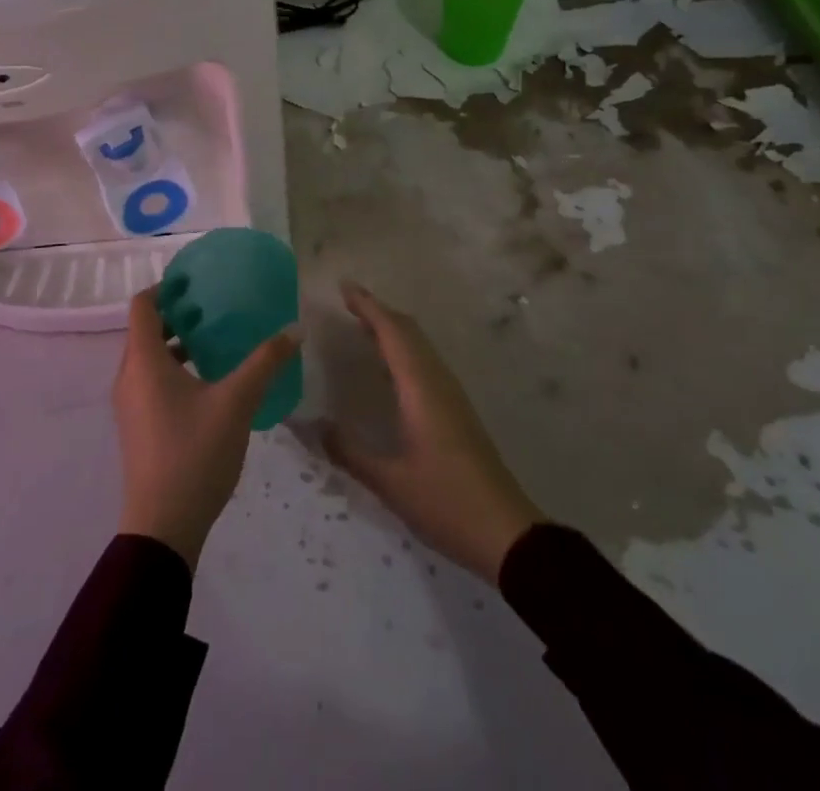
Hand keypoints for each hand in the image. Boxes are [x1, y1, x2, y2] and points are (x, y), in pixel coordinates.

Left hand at [114, 288, 301, 569]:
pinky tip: (208, 382)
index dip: (165, 286)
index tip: (196, 282)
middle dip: (177, 314)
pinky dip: (173, 368)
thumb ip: (265, 362)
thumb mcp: (236, 402)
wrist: (162, 528)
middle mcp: (128, 376)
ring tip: (215, 340)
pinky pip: (150, 380)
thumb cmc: (194, 454)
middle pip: (145, 329)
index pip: (143, 305)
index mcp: (143, 361)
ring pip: (148, 357)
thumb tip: (295, 328)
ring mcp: (129, 404)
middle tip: (214, 307)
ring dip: (176, 343)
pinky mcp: (137, 426)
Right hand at [323, 281, 545, 584]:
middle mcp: (437, 382)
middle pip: (408, 331)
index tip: (344, 287)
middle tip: (348, 303)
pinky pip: (425, 363)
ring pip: (419, 346)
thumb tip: (312, 426)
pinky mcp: (457, 411)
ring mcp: (451, 395)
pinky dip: (403, 350)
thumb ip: (349, 452)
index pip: (392, 333)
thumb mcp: (390, 482)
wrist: (507, 534)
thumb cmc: (446, 502)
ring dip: (393, 329)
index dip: (368, 306)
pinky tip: (388, 370)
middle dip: (379, 312)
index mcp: (420, 389)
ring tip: (362, 327)